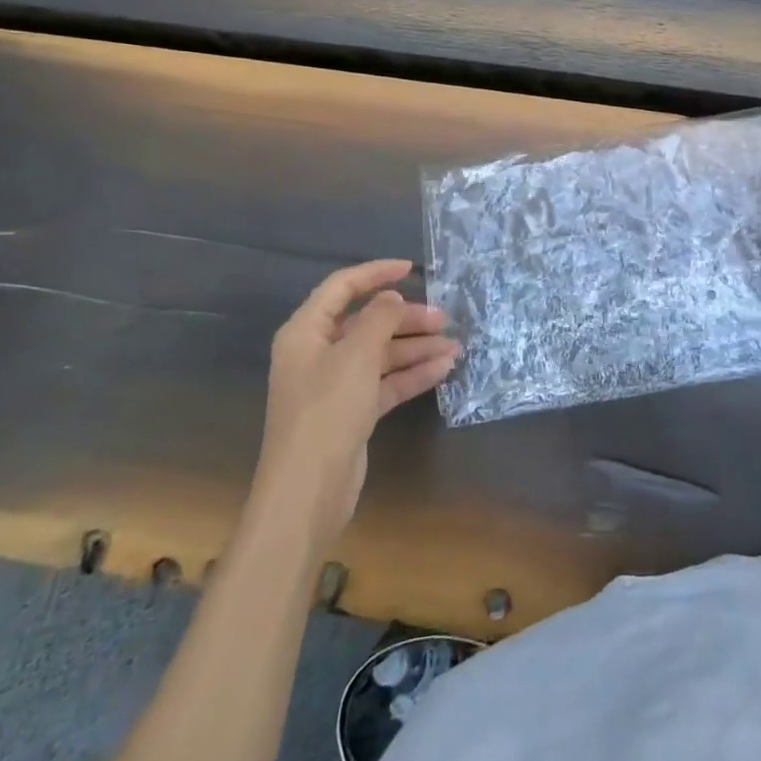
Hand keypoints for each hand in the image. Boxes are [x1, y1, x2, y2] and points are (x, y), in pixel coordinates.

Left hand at [250, 259, 459, 544]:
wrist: (307, 492)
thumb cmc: (327, 411)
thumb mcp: (357, 355)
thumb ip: (379, 318)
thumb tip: (392, 298)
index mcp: (306, 332)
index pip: (342, 288)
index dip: (376, 273)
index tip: (412, 269)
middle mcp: (318, 354)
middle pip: (367, 322)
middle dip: (406, 319)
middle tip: (444, 319)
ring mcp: (335, 385)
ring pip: (381, 354)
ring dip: (416, 348)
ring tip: (455, 347)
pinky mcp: (352, 412)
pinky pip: (386, 382)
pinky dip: (412, 374)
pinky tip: (443, 369)